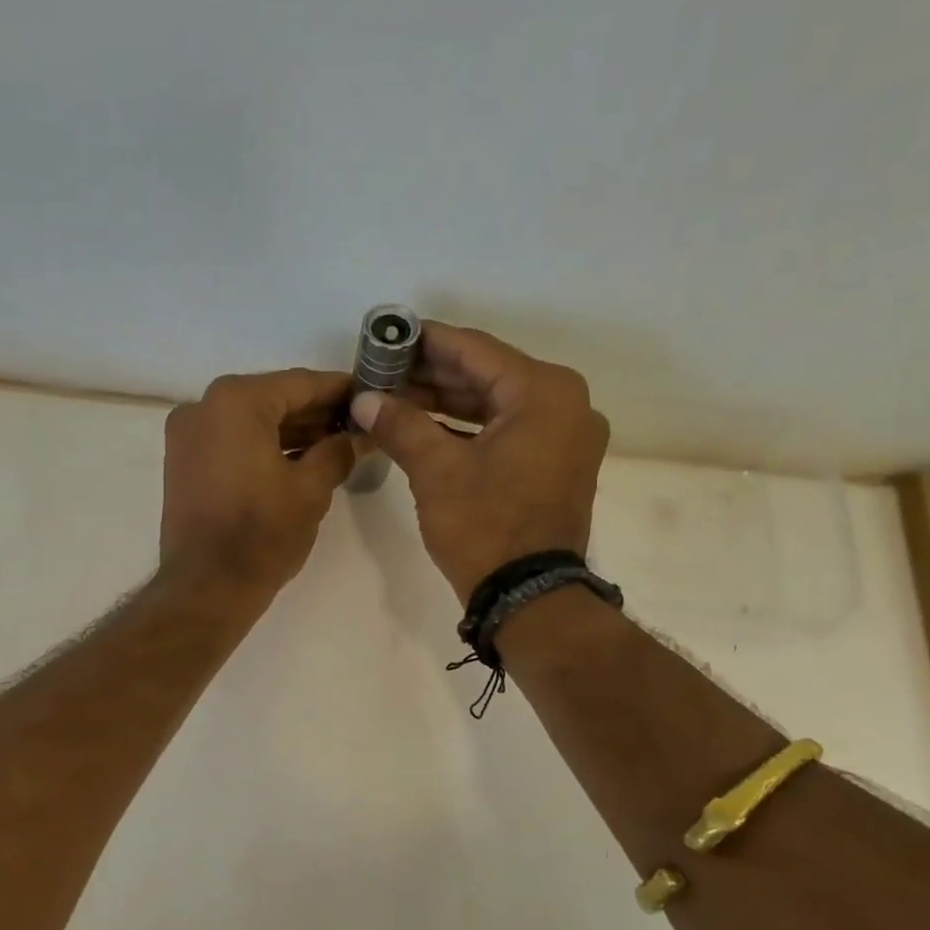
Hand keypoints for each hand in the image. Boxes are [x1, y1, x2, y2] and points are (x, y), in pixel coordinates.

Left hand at [160, 369, 356, 596]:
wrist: (206, 588)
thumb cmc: (261, 535)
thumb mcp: (311, 490)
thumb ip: (338, 452)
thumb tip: (355, 438)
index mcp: (235, 401)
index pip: (300, 383)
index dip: (340, 390)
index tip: (370, 395)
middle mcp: (203, 407)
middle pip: (273, 400)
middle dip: (316, 414)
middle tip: (358, 426)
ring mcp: (187, 437)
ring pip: (251, 423)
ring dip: (292, 433)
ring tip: (336, 447)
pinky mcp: (184, 466)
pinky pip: (232, 444)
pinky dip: (264, 449)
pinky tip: (300, 462)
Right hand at [350, 323, 608, 601]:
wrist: (528, 596)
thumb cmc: (485, 526)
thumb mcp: (436, 471)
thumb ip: (400, 425)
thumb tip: (364, 400)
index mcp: (544, 392)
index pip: (475, 350)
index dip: (427, 341)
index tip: (390, 334)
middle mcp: (565, 404)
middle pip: (488, 376)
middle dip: (433, 375)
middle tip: (385, 370)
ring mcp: (565, 438)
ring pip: (497, 406)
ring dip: (448, 403)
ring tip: (397, 397)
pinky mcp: (556, 467)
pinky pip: (508, 432)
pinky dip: (469, 430)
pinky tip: (427, 428)